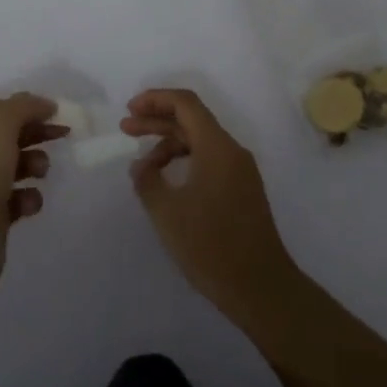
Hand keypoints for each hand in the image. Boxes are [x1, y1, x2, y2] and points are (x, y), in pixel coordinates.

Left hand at [0, 94, 63, 299]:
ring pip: (16, 166)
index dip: (29, 108)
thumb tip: (43, 105)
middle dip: (36, 133)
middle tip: (63, 135)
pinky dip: (28, 198)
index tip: (59, 113)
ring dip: (35, 164)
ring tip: (40, 173)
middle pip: (9, 136)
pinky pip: (18, 199)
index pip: (0, 110)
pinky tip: (28, 205)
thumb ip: (22, 108)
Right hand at [121, 89, 298, 322]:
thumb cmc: (210, 245)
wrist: (260, 287)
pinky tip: (166, 181)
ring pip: (200, 142)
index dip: (156, 99)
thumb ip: (147, 180)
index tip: (130, 109)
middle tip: (126, 128)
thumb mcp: (167, 212)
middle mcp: (232, 151)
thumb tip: (141, 166)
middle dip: (157, 120)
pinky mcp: (242, 191)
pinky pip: (210, 161)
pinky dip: (185, 161)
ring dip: (169, 144)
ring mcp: (240, 172)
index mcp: (217, 147)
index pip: (186, 103)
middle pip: (192, 120)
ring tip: (142, 166)